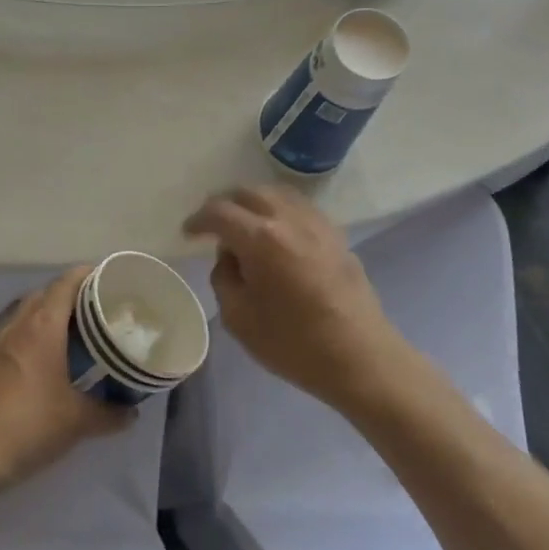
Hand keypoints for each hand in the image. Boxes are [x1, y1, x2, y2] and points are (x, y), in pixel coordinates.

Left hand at [0, 266, 132, 497]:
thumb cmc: (28, 427)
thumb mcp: (77, 423)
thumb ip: (109, 414)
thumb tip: (132, 413)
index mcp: (42, 327)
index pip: (66, 283)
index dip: (87, 275)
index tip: (109, 279)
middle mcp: (16, 326)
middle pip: (45, 294)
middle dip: (71, 296)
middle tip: (97, 310)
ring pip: (25, 315)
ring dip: (48, 316)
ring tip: (73, 335)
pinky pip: (11, 337)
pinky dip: (30, 338)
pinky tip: (42, 363)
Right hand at [184, 187, 400, 408]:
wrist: (360, 357)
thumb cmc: (294, 344)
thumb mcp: (239, 318)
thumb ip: (225, 278)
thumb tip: (231, 257)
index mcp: (261, 238)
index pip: (220, 212)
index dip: (199, 219)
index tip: (188, 232)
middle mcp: (289, 219)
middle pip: (249, 193)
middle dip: (225, 205)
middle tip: (214, 227)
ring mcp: (317, 224)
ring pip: (278, 194)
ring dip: (254, 203)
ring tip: (245, 226)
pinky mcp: (336, 235)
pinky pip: (300, 208)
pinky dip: (280, 211)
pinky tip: (277, 234)